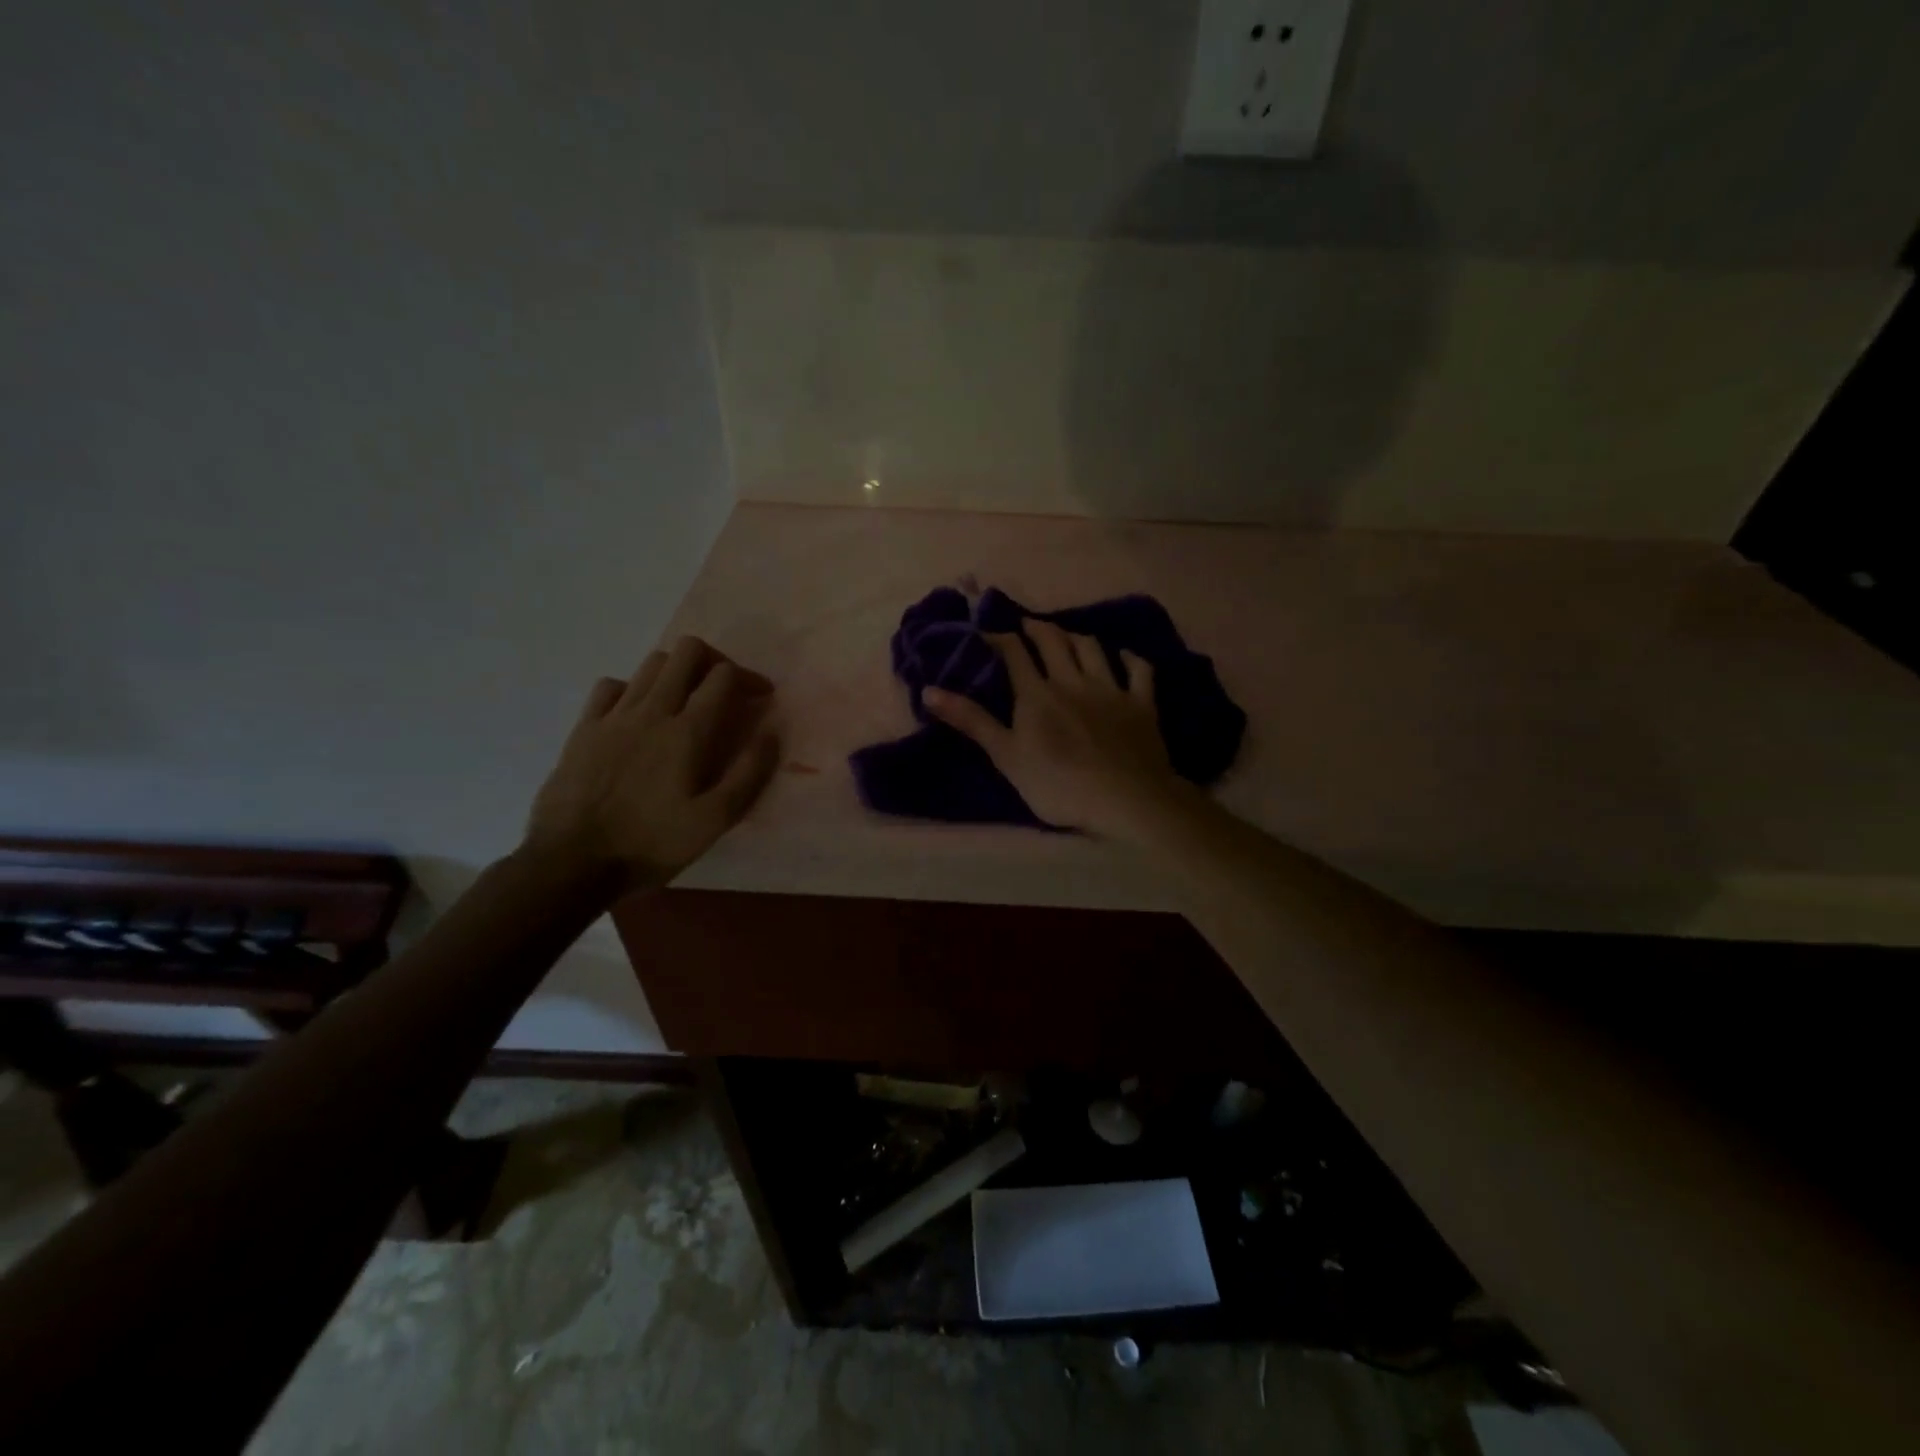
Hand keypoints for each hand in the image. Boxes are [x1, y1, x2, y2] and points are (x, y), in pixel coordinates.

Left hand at [525, 636, 779, 890]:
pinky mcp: (584, 728)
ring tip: (686, 701)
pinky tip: (638, 714)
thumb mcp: (715, 821)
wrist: (572, 862)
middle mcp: (652, 711)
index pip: (723, 676)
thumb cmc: (651, 844)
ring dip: (677, 672)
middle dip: (714, 661)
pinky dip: (633, 689)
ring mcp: (613, 716)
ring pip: (651, 663)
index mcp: (688, 732)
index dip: (749, 677)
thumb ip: (748, 774)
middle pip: (686, 652)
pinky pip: (611, 686)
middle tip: (724, 689)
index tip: (760, 697)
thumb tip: (770, 734)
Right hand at [922, 619, 1189, 837]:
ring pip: (1093, 648)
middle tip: (1027, 625)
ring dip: (1077, 637)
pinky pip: (1140, 671)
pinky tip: (1125, 657)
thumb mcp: (1006, 756)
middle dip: (1038, 628)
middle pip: (1054, 642)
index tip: (985, 632)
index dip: (999, 638)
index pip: (1014, 654)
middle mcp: (1073, 680)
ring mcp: (1111, 689)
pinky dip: (1131, 659)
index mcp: (1037, 694)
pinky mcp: (1142, 704)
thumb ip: (972, 721)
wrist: (1125, 798)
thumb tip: (929, 690)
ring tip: (1068, 636)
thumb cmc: (1058, 784)